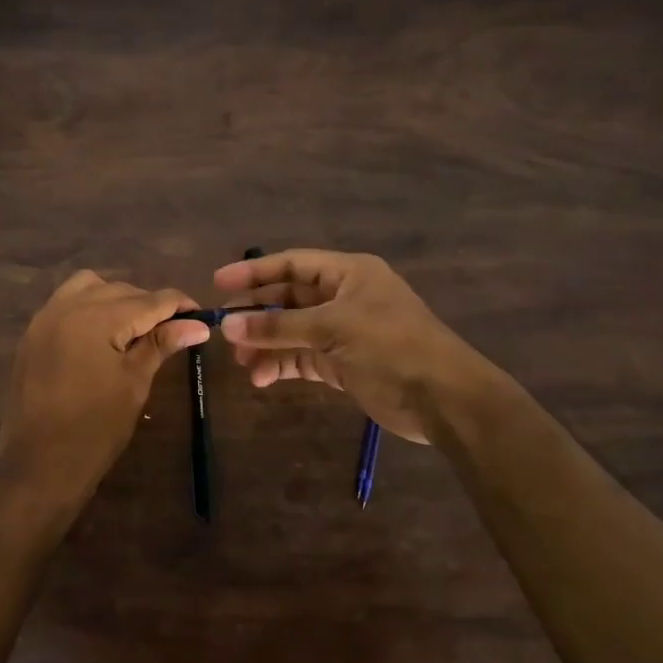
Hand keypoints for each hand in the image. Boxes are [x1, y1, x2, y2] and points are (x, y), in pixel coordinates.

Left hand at [0, 270, 209, 522]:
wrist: (40, 464)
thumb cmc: (96, 428)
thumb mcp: (135, 383)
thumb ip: (161, 344)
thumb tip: (198, 325)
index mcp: (97, 318)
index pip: (149, 300)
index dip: (179, 305)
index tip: (200, 316)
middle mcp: (68, 307)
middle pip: (120, 290)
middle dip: (149, 304)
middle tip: (173, 329)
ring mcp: (45, 318)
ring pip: (89, 287)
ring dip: (116, 298)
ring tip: (133, 328)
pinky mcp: (33, 334)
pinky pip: (66, 302)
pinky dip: (89, 306)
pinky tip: (102, 333)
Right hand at [214, 249, 505, 442]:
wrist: (444, 399)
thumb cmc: (392, 347)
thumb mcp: (333, 329)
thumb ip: (278, 327)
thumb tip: (228, 326)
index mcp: (348, 273)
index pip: (292, 264)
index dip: (254, 272)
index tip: (218, 283)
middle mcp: (344, 297)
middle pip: (289, 298)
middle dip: (257, 315)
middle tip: (224, 331)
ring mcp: (343, 332)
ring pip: (292, 331)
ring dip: (266, 344)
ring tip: (242, 363)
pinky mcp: (343, 363)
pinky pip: (302, 358)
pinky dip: (281, 366)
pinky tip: (261, 378)